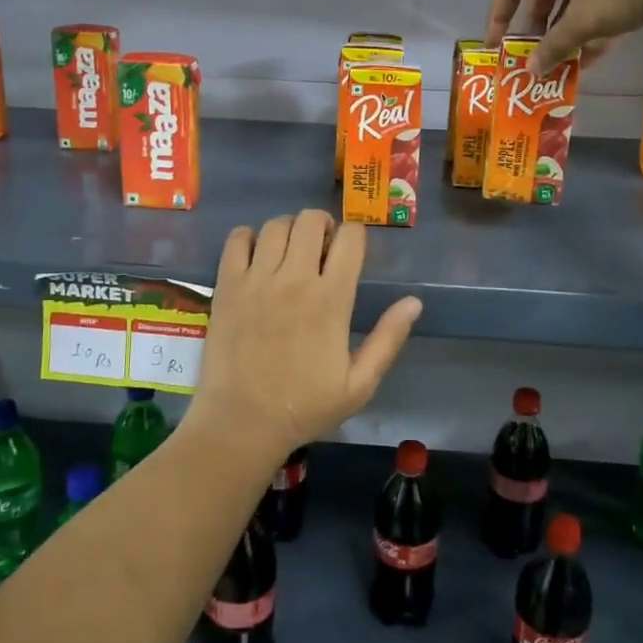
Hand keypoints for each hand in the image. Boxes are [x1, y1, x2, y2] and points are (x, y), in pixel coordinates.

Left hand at [184, 210, 420, 468]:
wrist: (242, 423)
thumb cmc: (305, 407)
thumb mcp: (359, 384)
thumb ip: (388, 339)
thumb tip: (414, 302)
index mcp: (331, 299)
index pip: (350, 238)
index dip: (355, 235)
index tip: (350, 250)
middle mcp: (294, 279)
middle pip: (311, 220)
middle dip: (322, 225)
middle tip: (320, 249)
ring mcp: (256, 280)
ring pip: (276, 224)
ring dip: (289, 230)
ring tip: (289, 253)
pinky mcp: (227, 285)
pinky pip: (237, 239)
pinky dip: (249, 238)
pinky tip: (256, 257)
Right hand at [487, 0, 642, 74]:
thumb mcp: (583, 22)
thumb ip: (553, 46)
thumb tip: (531, 71)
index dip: (500, 16)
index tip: (497, 45)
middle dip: (537, 25)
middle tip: (532, 53)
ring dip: (565, 28)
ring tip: (562, 59)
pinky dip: (592, 22)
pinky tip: (592, 55)